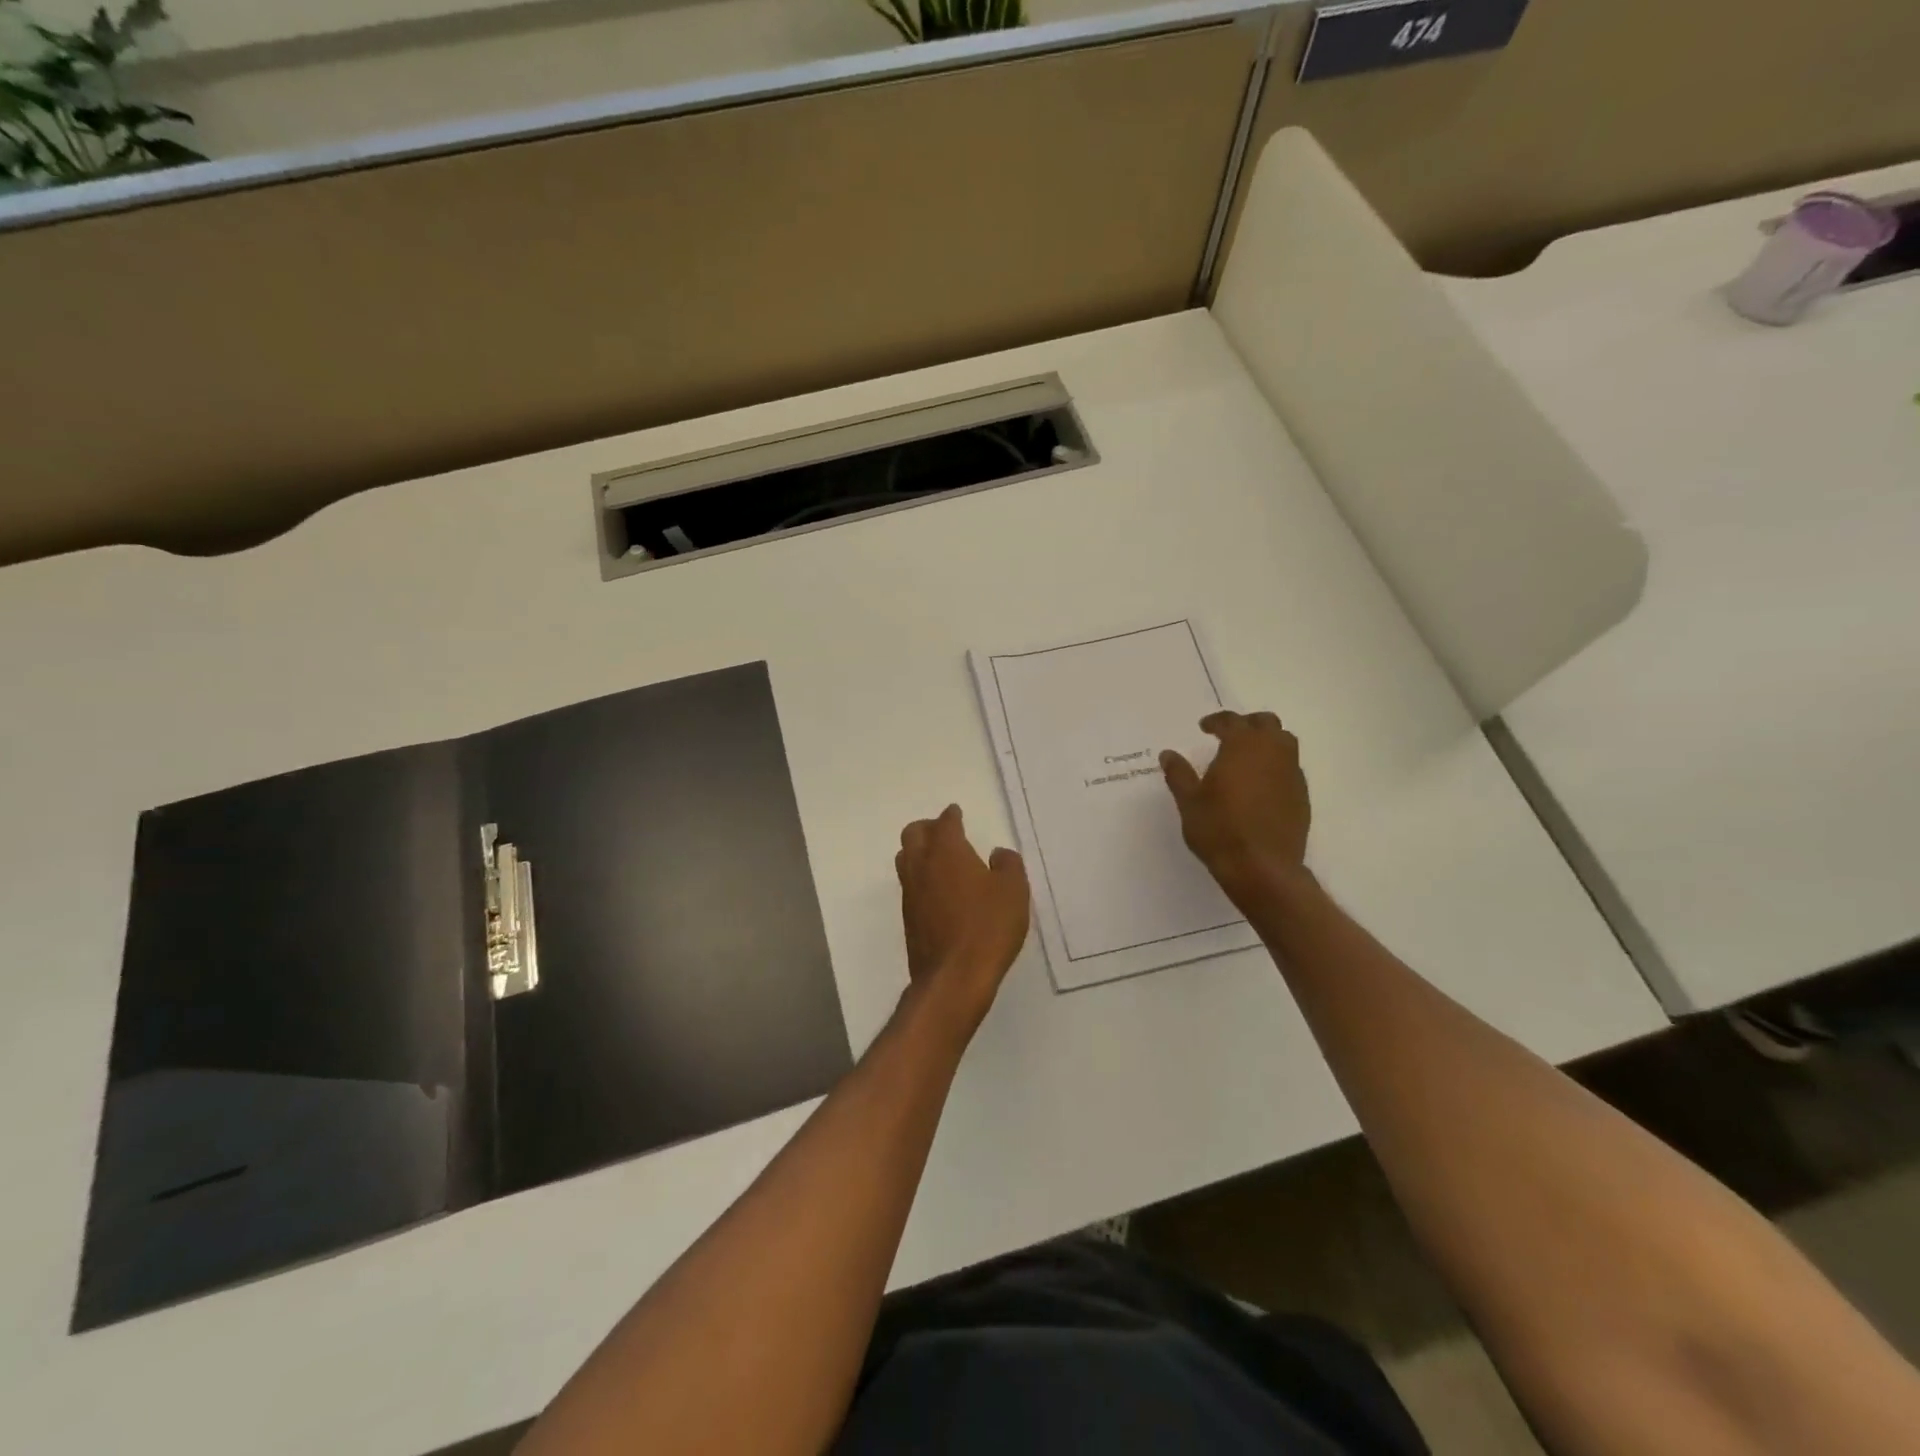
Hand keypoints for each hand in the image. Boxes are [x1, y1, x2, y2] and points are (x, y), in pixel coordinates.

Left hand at [895, 804, 1029, 1031]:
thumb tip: (998, 854)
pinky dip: (921, 878)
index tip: (956, 812)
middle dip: (928, 827)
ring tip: (939, 859)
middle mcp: (922, 866)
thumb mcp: (1013, 891)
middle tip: (945, 832)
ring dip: (919, 852)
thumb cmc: (987, 927)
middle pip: (913, 834)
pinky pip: (910, 886)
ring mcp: (910, 893)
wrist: (954, 978)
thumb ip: (1008, 865)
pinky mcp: (908, 918)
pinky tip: (938, 891)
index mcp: (947, 852)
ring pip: (906, 859)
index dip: (951, 816)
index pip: (945, 823)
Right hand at [1160, 711, 1311, 911]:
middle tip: (1229, 736)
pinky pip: (1290, 768)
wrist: (1263, 868)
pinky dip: (1275, 766)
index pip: (1231, 722)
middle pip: (1266, 723)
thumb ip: (1179, 774)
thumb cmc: (1219, 830)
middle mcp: (1272, 753)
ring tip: (1246, 758)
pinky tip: (1260, 785)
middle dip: (1247, 724)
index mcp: (1242, 747)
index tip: (1204, 727)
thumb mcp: (1189, 802)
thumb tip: (1168, 754)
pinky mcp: (1301, 796)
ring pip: (1284, 743)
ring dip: (1266, 742)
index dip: (1216, 721)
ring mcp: (1291, 774)